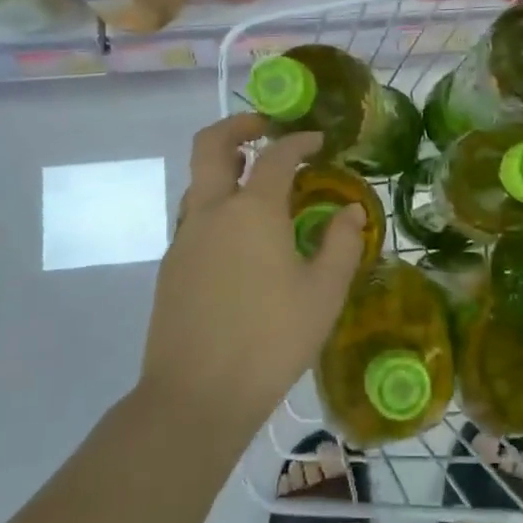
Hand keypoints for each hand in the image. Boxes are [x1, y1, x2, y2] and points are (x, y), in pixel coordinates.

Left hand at [138, 114, 365, 446]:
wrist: (196, 395)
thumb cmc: (271, 341)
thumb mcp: (323, 294)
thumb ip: (341, 245)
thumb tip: (351, 212)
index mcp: (252, 210)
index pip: (276, 156)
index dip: (299, 141)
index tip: (318, 141)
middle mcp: (211, 211)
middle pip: (211, 145)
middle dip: (238, 126)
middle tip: (265, 128)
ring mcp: (184, 237)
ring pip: (198, 181)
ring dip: (225, 167)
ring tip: (257, 184)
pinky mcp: (171, 265)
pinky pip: (195, 217)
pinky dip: (217, 205)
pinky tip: (241, 239)